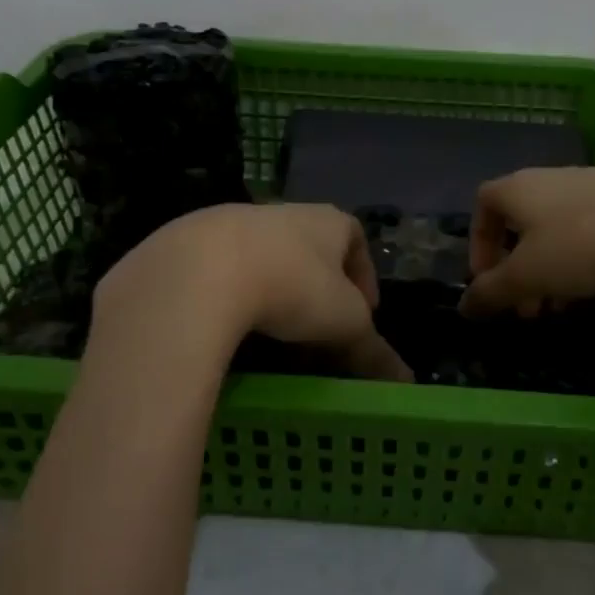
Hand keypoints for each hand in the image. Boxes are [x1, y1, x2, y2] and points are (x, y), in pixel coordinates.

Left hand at [93, 203, 411, 381]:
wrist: (201, 272)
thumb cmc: (292, 286)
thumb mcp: (344, 324)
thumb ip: (373, 351)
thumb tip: (405, 382)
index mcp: (326, 221)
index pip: (355, 238)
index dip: (364, 274)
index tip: (363, 312)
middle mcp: (282, 212)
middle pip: (309, 248)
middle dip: (316, 286)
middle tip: (316, 330)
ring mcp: (232, 221)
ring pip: (263, 256)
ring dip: (271, 288)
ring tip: (270, 333)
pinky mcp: (189, 242)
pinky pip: (219, 269)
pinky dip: (229, 294)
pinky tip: (224, 327)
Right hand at [460, 167, 594, 316]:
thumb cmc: (582, 245)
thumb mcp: (529, 276)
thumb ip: (492, 291)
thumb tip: (464, 306)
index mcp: (518, 188)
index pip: (483, 205)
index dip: (479, 244)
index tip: (490, 282)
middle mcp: (551, 178)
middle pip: (521, 221)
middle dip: (518, 268)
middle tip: (528, 308)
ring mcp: (592, 183)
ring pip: (556, 228)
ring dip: (551, 268)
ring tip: (564, 305)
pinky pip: (590, 227)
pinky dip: (583, 257)